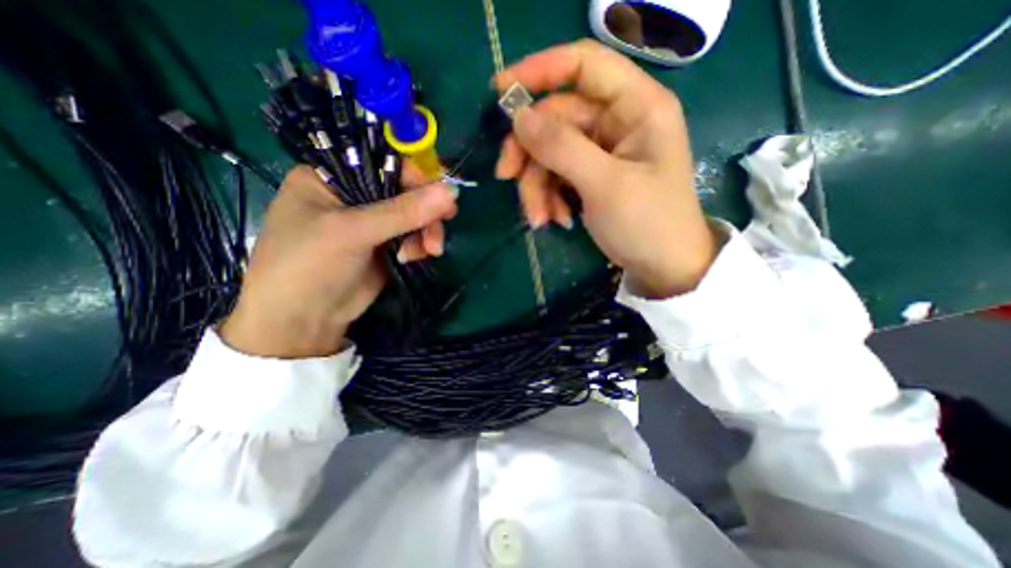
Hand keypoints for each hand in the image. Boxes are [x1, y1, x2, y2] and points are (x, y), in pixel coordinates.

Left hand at [223, 167, 458, 356]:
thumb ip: (403, 211)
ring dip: (427, 229)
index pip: (382, 161)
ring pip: (413, 214)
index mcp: (330, 177)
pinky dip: (421, 244)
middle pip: (403, 188)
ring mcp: (371, 222)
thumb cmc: (310, 266)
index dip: (416, 173)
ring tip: (431, 250)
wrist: (304, 322)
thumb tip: (451, 192)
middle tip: (446, 220)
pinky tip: (417, 256)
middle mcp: (352, 195)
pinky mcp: (385, 244)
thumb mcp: (354, 232)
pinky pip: (413, 235)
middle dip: (426, 208)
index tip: (442, 191)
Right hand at [497, 41, 717, 297]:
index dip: (540, 71)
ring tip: (539, 218)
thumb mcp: (605, 185)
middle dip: (530, 153)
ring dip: (537, 185)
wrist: (662, 267)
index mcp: (637, 107)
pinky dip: (549, 197)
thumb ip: (562, 148)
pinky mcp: (591, 176)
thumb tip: (518, 117)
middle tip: (506, 178)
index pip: (584, 65)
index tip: (500, 91)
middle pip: (556, 119)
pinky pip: (557, 175)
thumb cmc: (648, 224)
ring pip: (550, 152)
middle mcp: (618, 122)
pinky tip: (557, 220)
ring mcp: (602, 151)